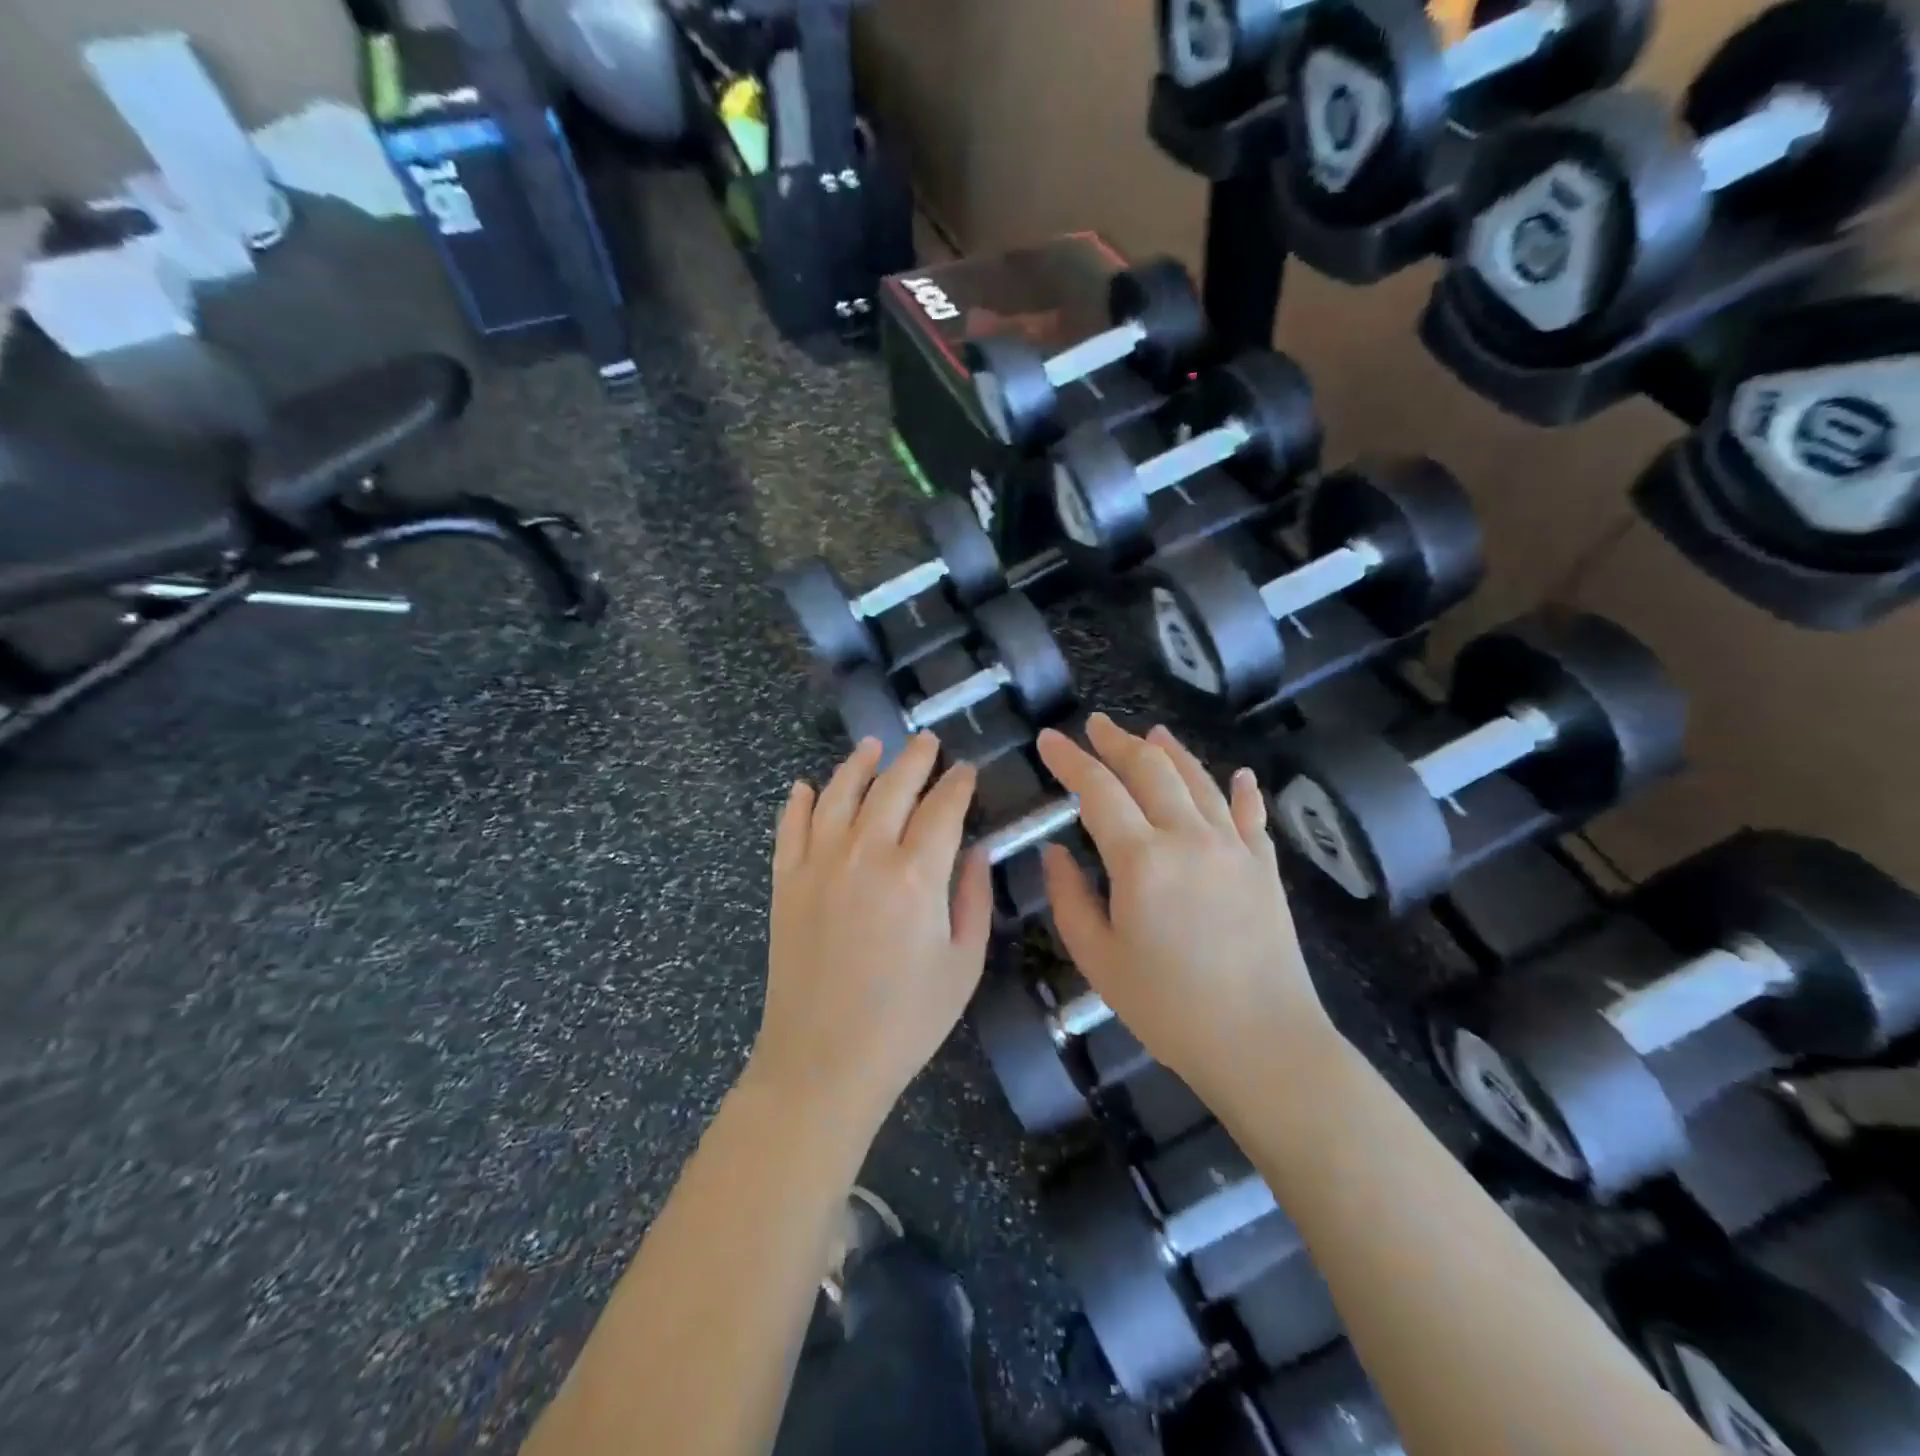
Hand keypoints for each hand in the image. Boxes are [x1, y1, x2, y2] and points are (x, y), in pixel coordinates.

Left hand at [751, 734, 992, 1135]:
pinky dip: (800, 802)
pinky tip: (806, 787)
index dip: (958, 783)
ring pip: (840, 794)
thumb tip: (977, 848)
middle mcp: (865, 854)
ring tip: (872, 746)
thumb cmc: (906, 1020)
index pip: (942, 808)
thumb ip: (973, 897)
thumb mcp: (962, 964)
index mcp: (916, 874)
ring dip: (858, 764)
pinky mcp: (786, 882)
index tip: (967, 769)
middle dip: (915, 759)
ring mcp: (818, 864)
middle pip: (893, 787)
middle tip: (926, 740)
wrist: (823, 1062)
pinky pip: (790, 827)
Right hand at [1037, 716, 1333, 1105]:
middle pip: (1150, 770)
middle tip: (1095, 725)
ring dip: (1171, 753)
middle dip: (1117, 743)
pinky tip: (1239, 775)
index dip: (1070, 760)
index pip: (1098, 791)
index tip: (1048, 739)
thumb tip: (1055, 852)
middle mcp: (1189, 837)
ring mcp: (1234, 847)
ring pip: (1199, 781)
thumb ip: (1069, 899)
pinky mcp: (1264, 867)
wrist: (1263, 1043)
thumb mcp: (1099, 960)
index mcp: (1142, 859)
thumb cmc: (1169, 1008)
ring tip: (1151, 733)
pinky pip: (1250, 815)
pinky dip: (1241, 790)